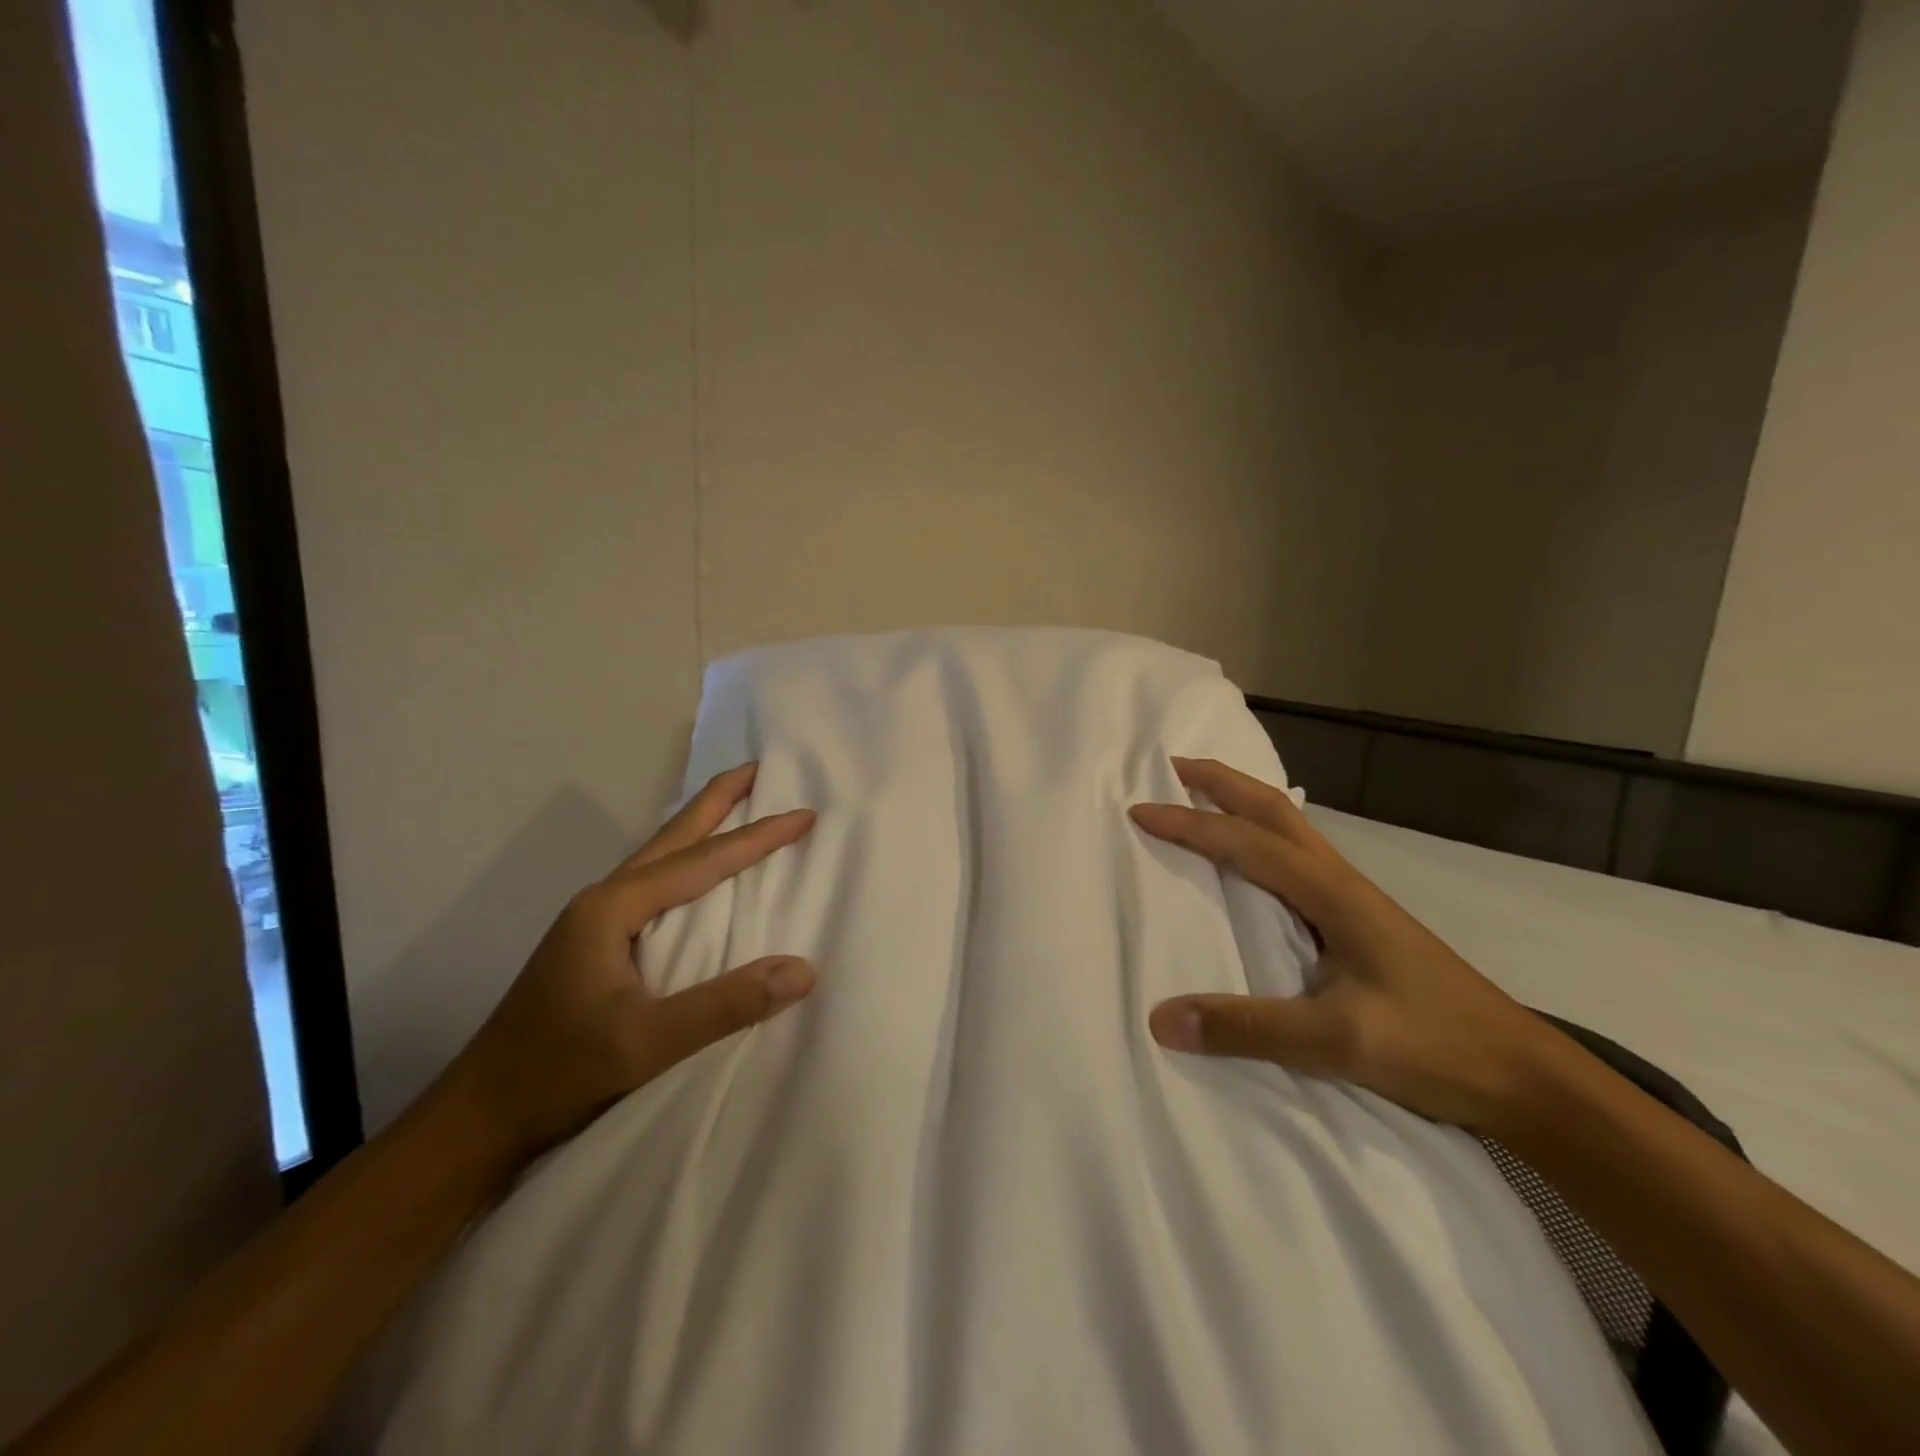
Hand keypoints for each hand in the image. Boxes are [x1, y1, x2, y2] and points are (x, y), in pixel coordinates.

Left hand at [447, 762, 816, 1168]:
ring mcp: (594, 920)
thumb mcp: (646, 1044)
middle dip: (718, 800)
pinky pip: (653, 883)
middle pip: (673, 836)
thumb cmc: (559, 1072)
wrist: (480, 1116)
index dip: (757, 837)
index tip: (804, 814)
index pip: (701, 861)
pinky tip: (696, 872)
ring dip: (701, 827)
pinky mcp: (594, 942)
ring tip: (737, 804)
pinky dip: (686, 860)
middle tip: (760, 768)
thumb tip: (804, 970)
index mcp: (613, 908)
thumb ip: (725, 1005)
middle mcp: (603, 900)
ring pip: (659, 856)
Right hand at [1130, 757, 1552, 1131]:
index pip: (1246, 843)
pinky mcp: (1360, 921)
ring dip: (1242, 803)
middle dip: (1221, 782)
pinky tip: (1254, 862)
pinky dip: (1263, 836)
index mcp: (1332, 893)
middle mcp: (1341, 881)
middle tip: (1172, 767)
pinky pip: (1299, 858)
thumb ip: (1249, 1029)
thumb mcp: (1338, 1041)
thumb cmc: (1435, 1045)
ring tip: (1202, 798)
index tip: (1139, 811)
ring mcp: (1355, 899)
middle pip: (1274, 810)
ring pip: (1290, 828)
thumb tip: (1161, 1018)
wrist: (1524, 1076)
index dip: (1189, 824)